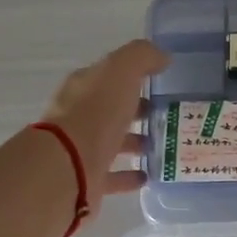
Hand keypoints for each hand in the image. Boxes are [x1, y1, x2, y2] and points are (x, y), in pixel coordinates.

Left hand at [42, 39, 168, 208]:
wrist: (69, 166)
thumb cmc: (96, 113)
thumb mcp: (121, 71)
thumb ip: (141, 57)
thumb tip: (162, 57)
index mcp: (84, 87)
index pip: (110, 77)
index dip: (133, 77)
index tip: (160, 83)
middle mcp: (79, 116)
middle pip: (111, 109)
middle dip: (136, 110)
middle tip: (167, 115)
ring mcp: (82, 149)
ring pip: (113, 142)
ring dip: (135, 142)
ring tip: (163, 144)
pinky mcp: (88, 179)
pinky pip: (113, 175)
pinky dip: (129, 175)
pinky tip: (148, 176)